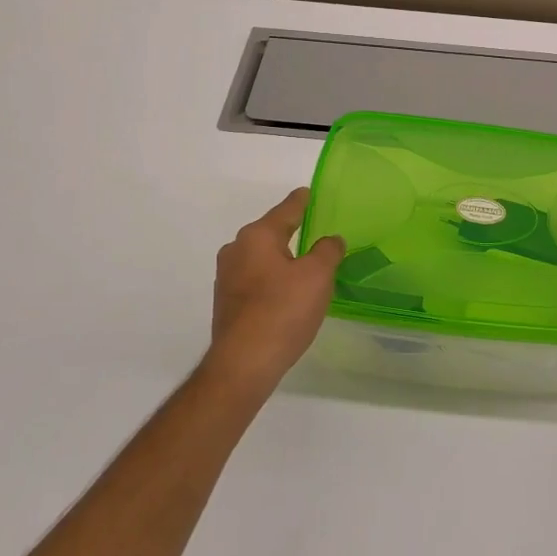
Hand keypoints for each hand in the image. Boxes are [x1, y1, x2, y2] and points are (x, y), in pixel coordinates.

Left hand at [204, 188, 345, 395]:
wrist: (244, 363)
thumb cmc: (283, 310)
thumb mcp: (318, 276)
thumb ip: (327, 251)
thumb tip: (330, 240)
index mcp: (257, 236)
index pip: (286, 210)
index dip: (301, 201)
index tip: (308, 193)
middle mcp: (236, 250)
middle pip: (270, 233)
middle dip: (290, 232)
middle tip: (314, 232)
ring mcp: (226, 277)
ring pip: (260, 258)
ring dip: (281, 259)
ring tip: (304, 266)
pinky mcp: (226, 302)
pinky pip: (254, 280)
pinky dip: (271, 280)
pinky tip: (285, 294)